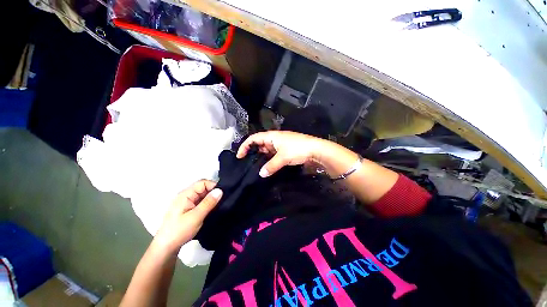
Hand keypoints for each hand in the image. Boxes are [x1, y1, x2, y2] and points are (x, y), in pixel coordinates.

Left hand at [154, 180, 221, 252]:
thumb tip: (220, 190)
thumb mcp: (196, 216)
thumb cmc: (179, 231)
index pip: (202, 183)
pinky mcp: (189, 209)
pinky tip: (213, 209)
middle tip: (224, 199)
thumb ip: (208, 202)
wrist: (166, 248)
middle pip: (203, 188)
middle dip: (213, 192)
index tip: (223, 193)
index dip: (213, 185)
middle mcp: (186, 196)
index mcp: (185, 194)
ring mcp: (187, 202)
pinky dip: (208, 203)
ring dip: (211, 198)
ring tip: (220, 204)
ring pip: (203, 195)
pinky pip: (201, 201)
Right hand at [236, 131, 323, 176]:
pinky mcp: (285, 151)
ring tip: (255, 167)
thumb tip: (261, 174)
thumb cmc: (298, 149)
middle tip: (246, 164)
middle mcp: (274, 139)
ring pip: (267, 151)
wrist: (316, 150)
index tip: (239, 156)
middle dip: (252, 152)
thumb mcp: (283, 157)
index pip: (253, 138)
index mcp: (272, 136)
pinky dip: (269, 160)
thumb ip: (271, 166)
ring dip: (261, 158)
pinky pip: (273, 155)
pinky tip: (267, 167)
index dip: (245, 146)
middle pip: (259, 144)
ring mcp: (280, 145)